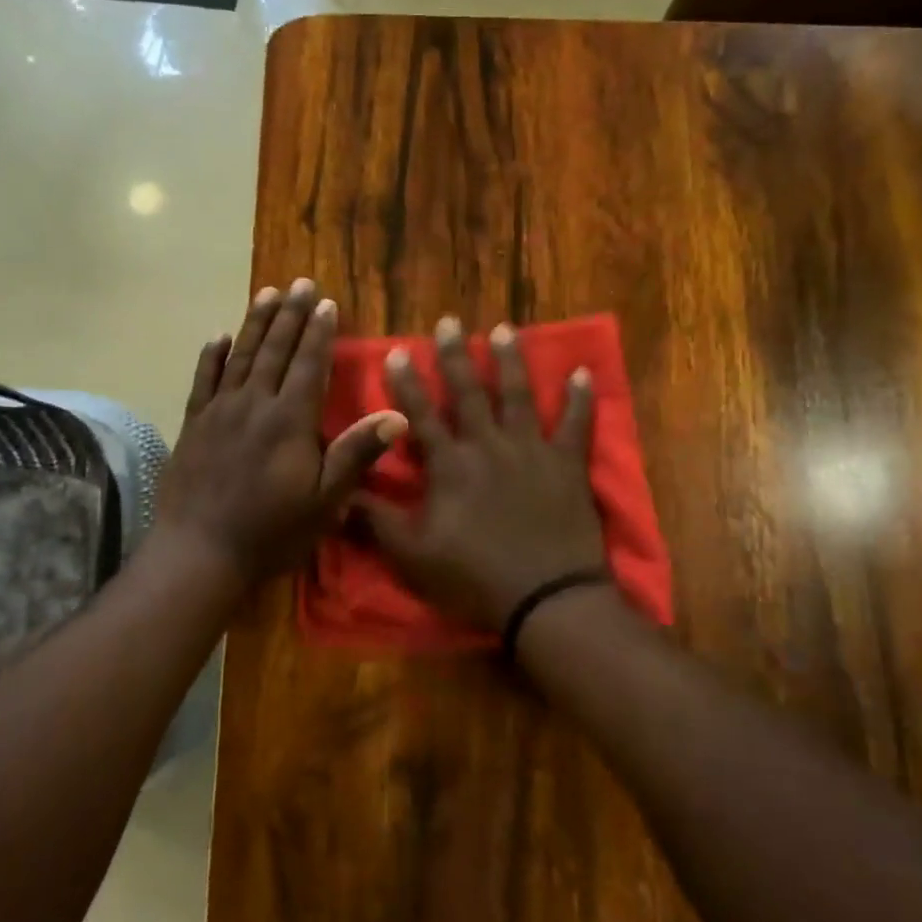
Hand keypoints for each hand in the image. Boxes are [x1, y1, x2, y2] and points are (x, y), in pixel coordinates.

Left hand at [158, 279, 407, 585]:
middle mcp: (254, 404)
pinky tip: (218, 337)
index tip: (325, 302)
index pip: (309, 365)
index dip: (319, 332)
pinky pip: (203, 380)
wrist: (200, 552)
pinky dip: (212, 356)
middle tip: (299, 283)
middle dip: (290, 315)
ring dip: (255, 323)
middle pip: (275, 350)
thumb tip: (398, 415)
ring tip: (266, 293)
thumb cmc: (271, 531)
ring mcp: (219, 412)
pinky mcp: (193, 425)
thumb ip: (356, 454)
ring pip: (240, 356)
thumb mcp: (325, 500)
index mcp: (289, 420)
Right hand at [357, 316, 605, 630]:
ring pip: (520, 396)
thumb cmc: (473, 578)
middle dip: (456, 357)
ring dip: (511, 361)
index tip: (398, 351)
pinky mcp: (568, 466)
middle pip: (471, 393)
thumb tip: (338, 494)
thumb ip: (376, 521)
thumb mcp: (412, 556)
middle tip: (449, 323)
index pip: (421, 415)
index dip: (407, 384)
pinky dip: (580, 398)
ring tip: (504, 330)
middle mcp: (490, 446)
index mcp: (451, 466)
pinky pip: (577, 425)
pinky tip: (583, 372)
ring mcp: (533, 452)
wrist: (545, 598)